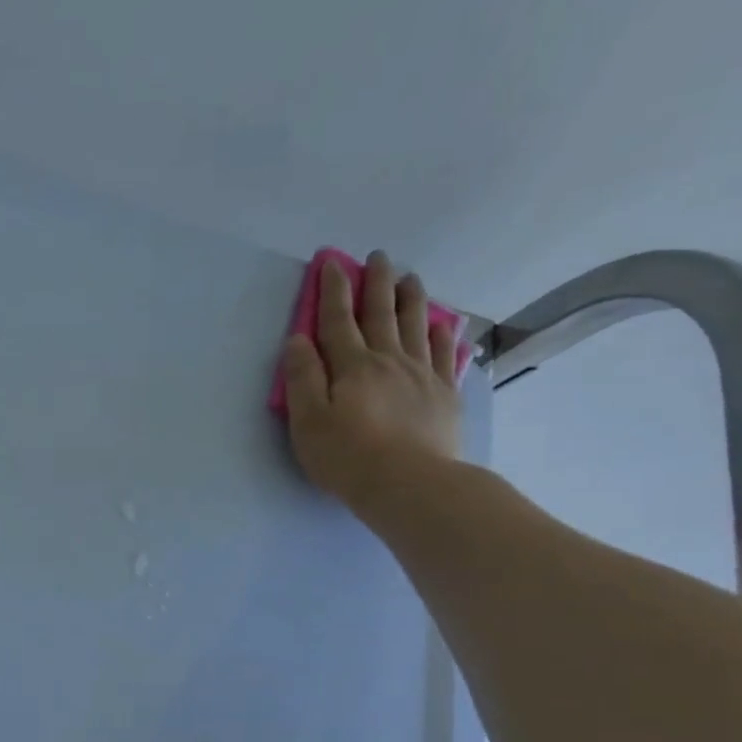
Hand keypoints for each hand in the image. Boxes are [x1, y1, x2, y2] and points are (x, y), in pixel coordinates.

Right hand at [283, 250, 462, 507]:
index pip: (337, 321)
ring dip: (411, 299)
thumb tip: (297, 340)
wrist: (410, 484)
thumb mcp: (308, 422)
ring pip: (415, 326)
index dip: (332, 291)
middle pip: (381, 314)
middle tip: (378, 257)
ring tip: (410, 277)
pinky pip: (443, 355)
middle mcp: (389, 361)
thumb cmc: (348, 457)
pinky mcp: (444, 395)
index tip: (331, 263)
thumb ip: (302, 379)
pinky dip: (440, 335)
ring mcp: (421, 375)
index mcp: (352, 367)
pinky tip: (441, 324)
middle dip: (376, 283)